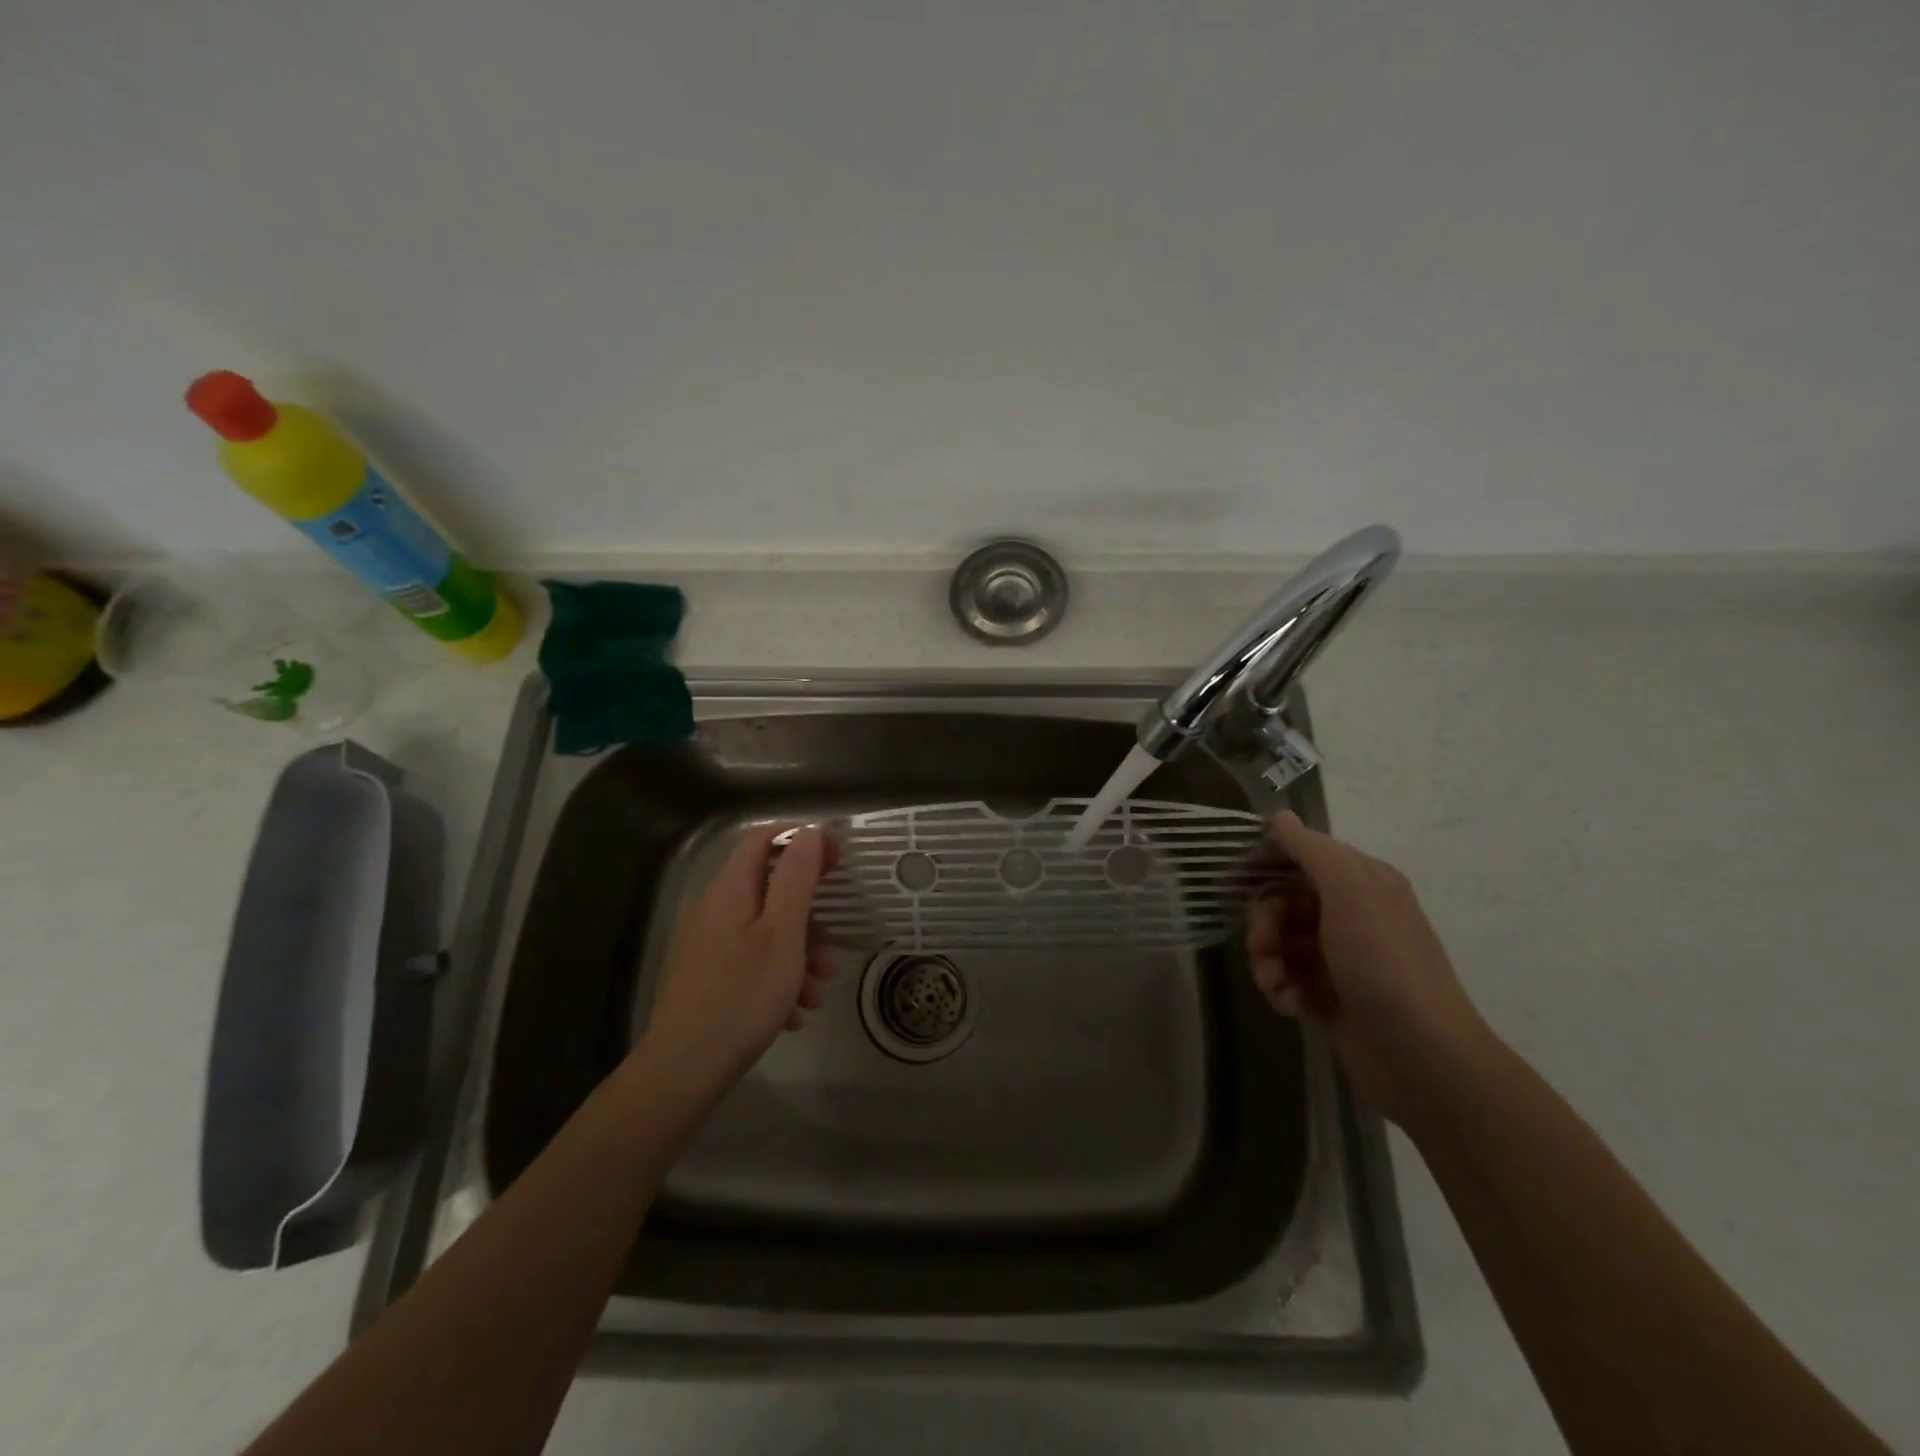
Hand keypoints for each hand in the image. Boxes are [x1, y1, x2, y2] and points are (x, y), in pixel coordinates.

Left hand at [640, 826, 834, 1092]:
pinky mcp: (707, 974)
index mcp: (730, 889)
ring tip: (818, 991)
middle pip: (769, 889)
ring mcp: (707, 943)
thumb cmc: (743, 994)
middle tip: (833, 944)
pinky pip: (751, 960)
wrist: (685, 1068)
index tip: (837, 861)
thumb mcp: (783, 933)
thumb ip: (796, 877)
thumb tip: (807, 833)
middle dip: (808, 914)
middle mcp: (714, 908)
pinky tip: (793, 1012)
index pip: (764, 839)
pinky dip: (778, 976)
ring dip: (799, 953)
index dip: (803, 840)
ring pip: (765, 930)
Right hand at [1247, 812, 1492, 1124]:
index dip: (1267, 864)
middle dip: (1264, 923)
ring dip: (1268, 961)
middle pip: (1284, 902)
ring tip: (1275, 984)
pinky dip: (1283, 989)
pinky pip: (1289, 979)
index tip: (1234, 879)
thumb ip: (1311, 850)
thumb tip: (1280, 816)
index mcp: (1363, 883)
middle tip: (1262, 946)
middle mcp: (1352, 915)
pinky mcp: (1330, 997)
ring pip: (1281, 943)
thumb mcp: (1349, 892)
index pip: (1304, 856)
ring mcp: (1341, 959)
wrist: (1420, 1056)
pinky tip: (1292, 1005)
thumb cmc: (1383, 963)